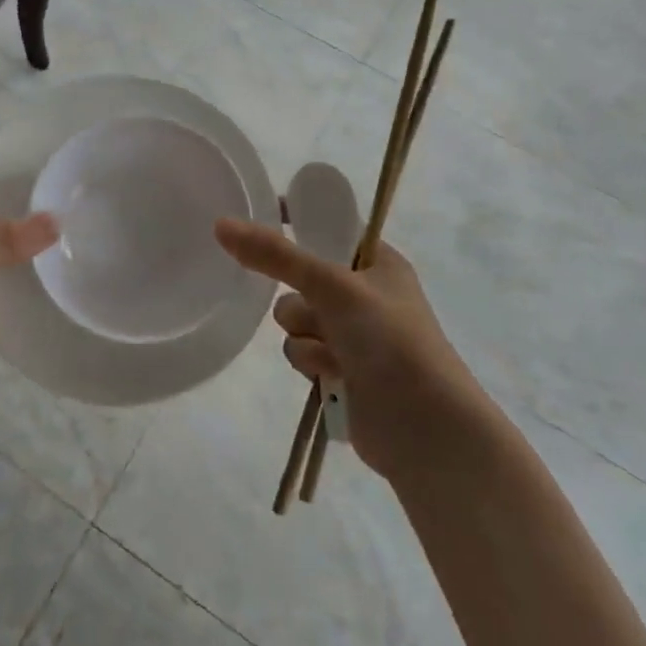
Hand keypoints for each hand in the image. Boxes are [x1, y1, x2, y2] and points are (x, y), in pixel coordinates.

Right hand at [215, 218, 490, 482]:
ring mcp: (352, 333)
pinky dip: (309, 361)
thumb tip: (221, 225)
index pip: (329, 226)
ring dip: (304, 333)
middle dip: (298, 295)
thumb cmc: (389, 340)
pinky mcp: (340, 369)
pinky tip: (331, 375)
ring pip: (295, 317)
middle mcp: (364, 293)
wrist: (425, 427)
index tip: (263, 219)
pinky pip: (300, 350)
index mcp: (377, 261)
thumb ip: (275, 255)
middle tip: (314, 305)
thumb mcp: (332, 286)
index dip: (297, 220)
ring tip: (330, 351)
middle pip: (301, 276)